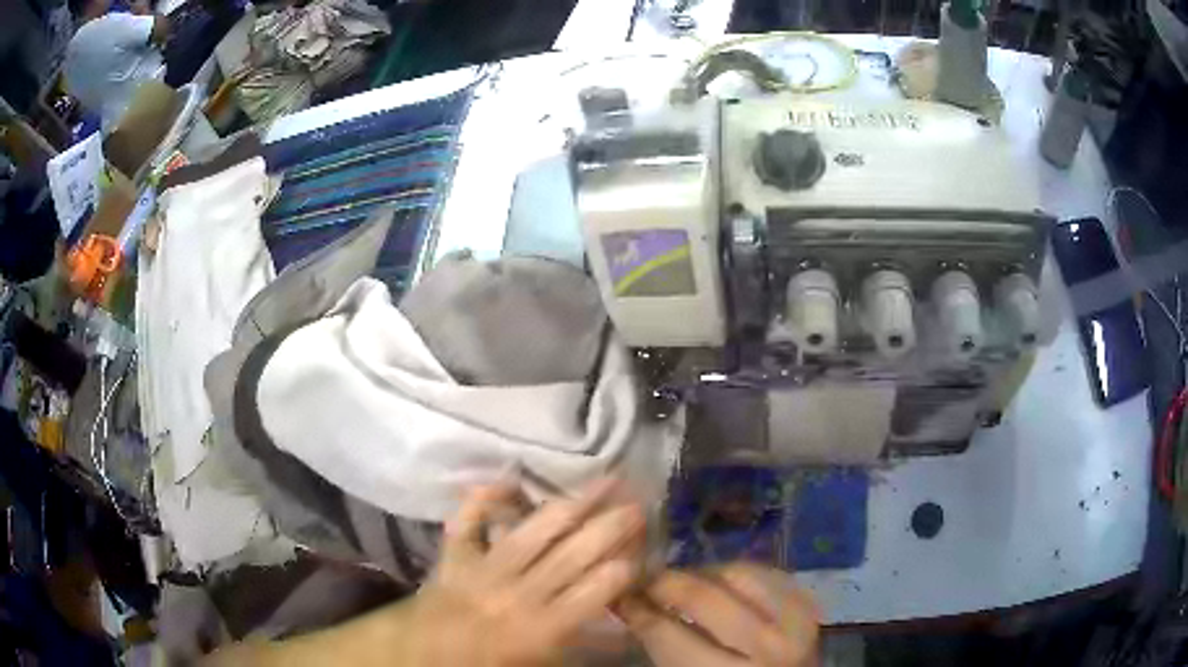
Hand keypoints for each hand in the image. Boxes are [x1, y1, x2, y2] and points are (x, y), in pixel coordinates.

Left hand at [404, 479, 646, 666]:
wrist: (424, 657)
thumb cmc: (490, 664)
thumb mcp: (545, 663)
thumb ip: (585, 645)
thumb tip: (623, 626)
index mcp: (541, 628)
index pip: (593, 592)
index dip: (622, 569)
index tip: (644, 549)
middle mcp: (516, 593)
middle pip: (571, 554)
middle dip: (611, 527)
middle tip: (641, 503)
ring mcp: (482, 568)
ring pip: (532, 531)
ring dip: (572, 503)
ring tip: (605, 480)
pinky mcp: (454, 555)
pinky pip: (467, 521)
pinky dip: (482, 497)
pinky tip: (507, 477)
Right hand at [618, 563, 820, 666]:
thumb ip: (662, 646)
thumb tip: (628, 603)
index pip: (668, 634)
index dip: (636, 610)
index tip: (616, 593)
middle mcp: (766, 647)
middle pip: (705, 596)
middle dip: (665, 582)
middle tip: (643, 580)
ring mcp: (795, 622)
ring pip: (739, 574)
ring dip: (704, 573)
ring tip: (682, 582)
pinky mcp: (809, 608)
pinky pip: (768, 573)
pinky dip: (739, 572)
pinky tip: (721, 581)